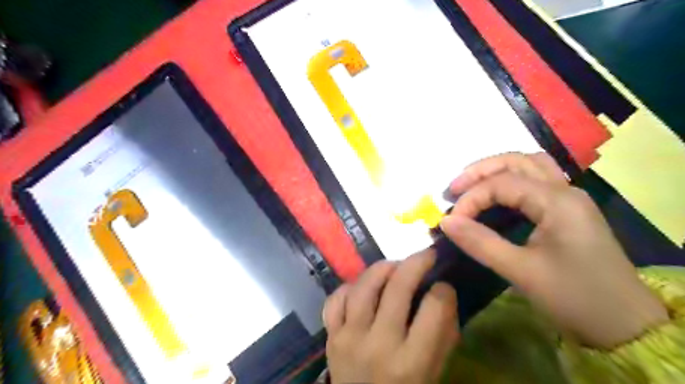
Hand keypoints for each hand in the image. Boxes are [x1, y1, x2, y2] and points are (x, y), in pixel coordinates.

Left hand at [325, 252, 456, 382]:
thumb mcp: (432, 374)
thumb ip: (442, 336)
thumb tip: (443, 292)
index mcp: (410, 363)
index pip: (433, 310)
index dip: (443, 291)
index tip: (443, 285)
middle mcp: (378, 345)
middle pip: (397, 288)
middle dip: (416, 263)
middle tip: (426, 254)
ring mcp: (349, 338)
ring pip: (364, 286)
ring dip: (382, 268)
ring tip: (395, 266)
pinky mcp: (330, 335)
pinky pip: (336, 299)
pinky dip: (350, 287)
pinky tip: (362, 287)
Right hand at [442, 152, 667, 347]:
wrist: (625, 324)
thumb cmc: (574, 297)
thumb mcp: (521, 271)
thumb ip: (480, 243)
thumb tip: (446, 222)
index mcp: (557, 201)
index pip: (502, 183)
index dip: (471, 198)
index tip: (452, 222)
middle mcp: (565, 190)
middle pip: (516, 161)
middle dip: (479, 171)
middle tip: (453, 189)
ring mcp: (569, 198)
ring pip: (528, 165)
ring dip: (496, 170)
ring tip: (471, 186)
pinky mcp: (568, 210)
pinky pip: (536, 180)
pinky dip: (511, 180)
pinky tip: (497, 194)